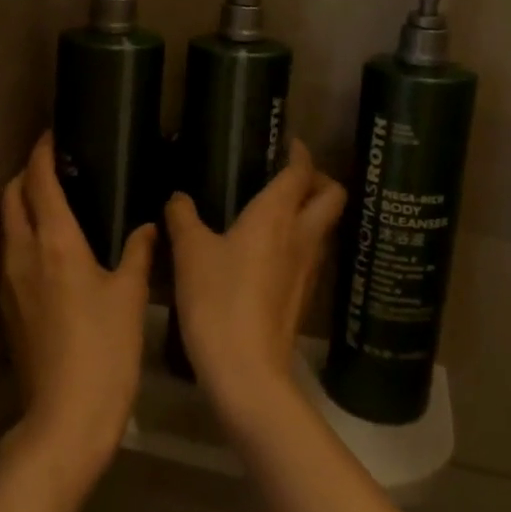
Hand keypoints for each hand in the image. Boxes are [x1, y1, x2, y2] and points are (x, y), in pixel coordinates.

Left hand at [0, 134, 153, 497]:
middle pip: (11, 197)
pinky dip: (20, 234)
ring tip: (51, 201)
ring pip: (5, 225)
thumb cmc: (104, 350)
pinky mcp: (6, 307)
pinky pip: (7, 253)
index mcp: (55, 243)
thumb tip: (148, 227)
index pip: (39, 182)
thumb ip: (139, 254)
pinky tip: (46, 248)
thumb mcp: (130, 297)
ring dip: (20, 204)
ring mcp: (8, 281)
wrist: (65, 418)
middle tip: (54, 168)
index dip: (42, 153)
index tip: (53, 135)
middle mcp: (22, 253)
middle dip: (26, 174)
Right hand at [164, 140, 346, 430]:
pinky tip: (271, 251)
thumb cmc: (217, 298)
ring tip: (279, 211)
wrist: (246, 369)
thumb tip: (178, 197)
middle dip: (319, 180)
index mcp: (277, 214)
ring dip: (312, 212)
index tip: (290, 143)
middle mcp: (302, 235)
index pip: (302, 172)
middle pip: (332, 196)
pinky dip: (301, 241)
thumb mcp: (189, 252)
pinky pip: (312, 254)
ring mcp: (309, 268)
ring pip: (325, 226)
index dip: (300, 153)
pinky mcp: (305, 295)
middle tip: (291, 177)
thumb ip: (183, 218)